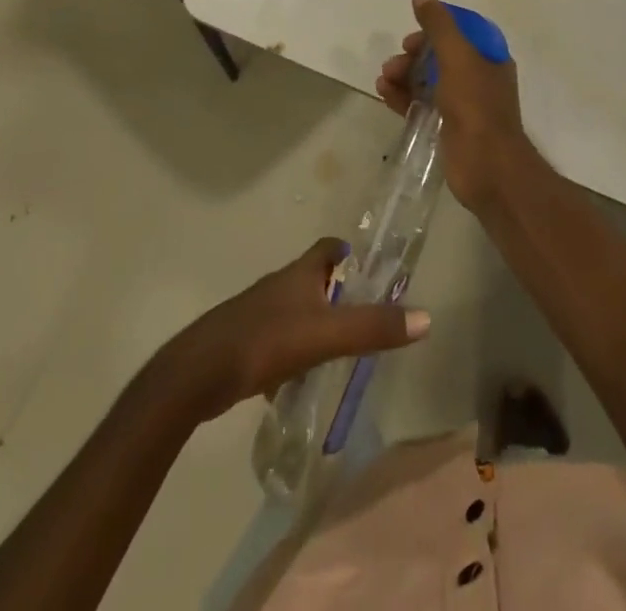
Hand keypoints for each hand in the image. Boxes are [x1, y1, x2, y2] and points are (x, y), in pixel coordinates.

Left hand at [164, 238, 429, 421]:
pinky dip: (291, 351)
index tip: (361, 261)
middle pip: (310, 278)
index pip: (325, 248)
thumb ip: (373, 327)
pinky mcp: (242, 343)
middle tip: (359, 311)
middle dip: (333, 291)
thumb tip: (426, 317)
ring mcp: (256, 314)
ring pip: (292, 310)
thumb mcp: (326, 335)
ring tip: (335, 347)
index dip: (344, 250)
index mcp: (298, 274)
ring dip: (312, 322)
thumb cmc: (265, 341)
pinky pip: (276, 340)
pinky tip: (297, 378)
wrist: (199, 374)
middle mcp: (277, 286)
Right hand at [376, 0, 533, 211]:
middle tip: (396, 61)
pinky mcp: (448, 127)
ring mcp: (463, 105)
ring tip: (384, 79)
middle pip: (441, 56)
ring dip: (404, 75)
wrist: (488, 168)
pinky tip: (384, 94)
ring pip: (428, 80)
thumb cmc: (476, 107)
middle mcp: (478, 78)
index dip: (436, 28)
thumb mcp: (458, 58)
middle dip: (414, 54)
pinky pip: (421, 104)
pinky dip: (403, 97)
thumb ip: (439, 26)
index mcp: (489, 58)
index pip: (461, 32)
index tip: (414, 33)